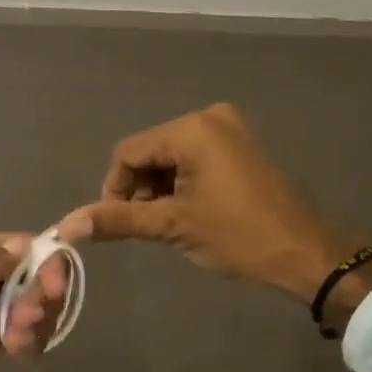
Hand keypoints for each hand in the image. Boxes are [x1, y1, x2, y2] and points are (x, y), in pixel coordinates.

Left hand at [0, 232, 69, 371]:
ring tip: (18, 342)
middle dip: (41, 291)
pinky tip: (20, 354)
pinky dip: (27, 342)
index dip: (43, 257)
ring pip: (24, 307)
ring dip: (35, 319)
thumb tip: (27, 246)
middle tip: (35, 315)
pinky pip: (14, 338)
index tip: (58, 282)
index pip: (12, 244)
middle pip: (25, 275)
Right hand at [59, 104, 371, 309]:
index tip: (120, 224)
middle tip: (151, 228)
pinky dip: (182, 184)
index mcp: (191, 129)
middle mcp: (208, 118)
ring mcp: (228, 130)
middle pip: (149, 153)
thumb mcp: (172, 226)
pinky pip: (194, 159)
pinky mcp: (240, 146)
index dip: (115, 190)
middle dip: (140, 190)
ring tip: (173, 224)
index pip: (127, 153)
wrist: (306, 252)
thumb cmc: (237, 236)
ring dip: (160, 190)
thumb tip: (66, 225)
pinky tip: (191, 212)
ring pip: (170, 158)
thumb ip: (117, 220)